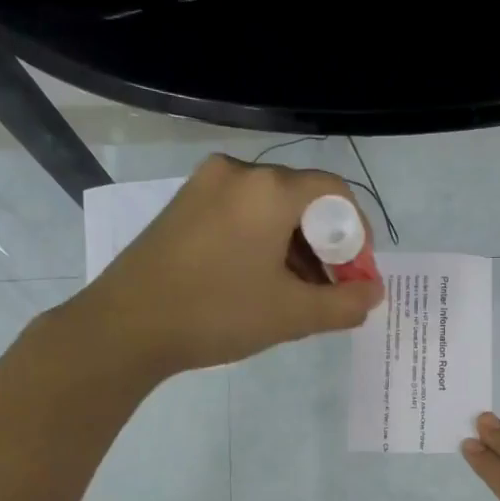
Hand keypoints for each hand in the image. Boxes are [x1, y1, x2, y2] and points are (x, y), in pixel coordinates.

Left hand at [71, 154, 383, 379]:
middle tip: (330, 290)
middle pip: (303, 200)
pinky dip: (263, 243)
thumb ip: (345, 303)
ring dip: (295, 247)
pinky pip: (241, 215)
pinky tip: (259, 282)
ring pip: (270, 209)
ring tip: (296, 295)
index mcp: (269, 189)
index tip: (356, 274)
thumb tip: (374, 292)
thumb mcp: (292, 315)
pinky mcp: (183, 206)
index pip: (335, 192)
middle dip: (325, 246)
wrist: (125, 326)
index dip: (357, 233)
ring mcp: (204, 186)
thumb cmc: (217, 313)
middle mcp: (238, 173)